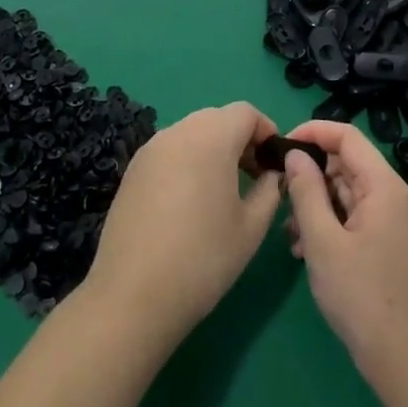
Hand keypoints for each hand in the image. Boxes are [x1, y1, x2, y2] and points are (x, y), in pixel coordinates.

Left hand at [82, 102, 283, 349]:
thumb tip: (272, 174)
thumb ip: (270, 190)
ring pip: (191, 132)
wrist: (134, 294)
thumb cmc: (203, 259)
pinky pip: (169, 150)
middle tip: (254, 177)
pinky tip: (190, 202)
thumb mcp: (252, 227)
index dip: (266, 131)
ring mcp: (150, 149)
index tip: (275, 164)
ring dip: (213, 148)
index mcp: (210, 138)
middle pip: (217, 118)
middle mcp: (177, 132)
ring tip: (223, 191)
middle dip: (240, 138)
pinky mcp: (132, 170)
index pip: (245, 112)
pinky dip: (188, 161)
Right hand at [283, 121, 407, 390]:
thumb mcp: (323, 241)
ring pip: (347, 194)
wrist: (405, 361)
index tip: (280, 146)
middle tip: (280, 199)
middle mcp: (394, 197)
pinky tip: (306, 252)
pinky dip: (329, 225)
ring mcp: (394, 222)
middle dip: (311, 177)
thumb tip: (295, 154)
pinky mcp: (389, 245)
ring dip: (316, 206)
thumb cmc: (361, 296)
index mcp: (385, 187)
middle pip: (347, 165)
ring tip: (291, 235)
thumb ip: (306, 191)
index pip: (348, 137)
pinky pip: (354, 218)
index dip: (313, 133)